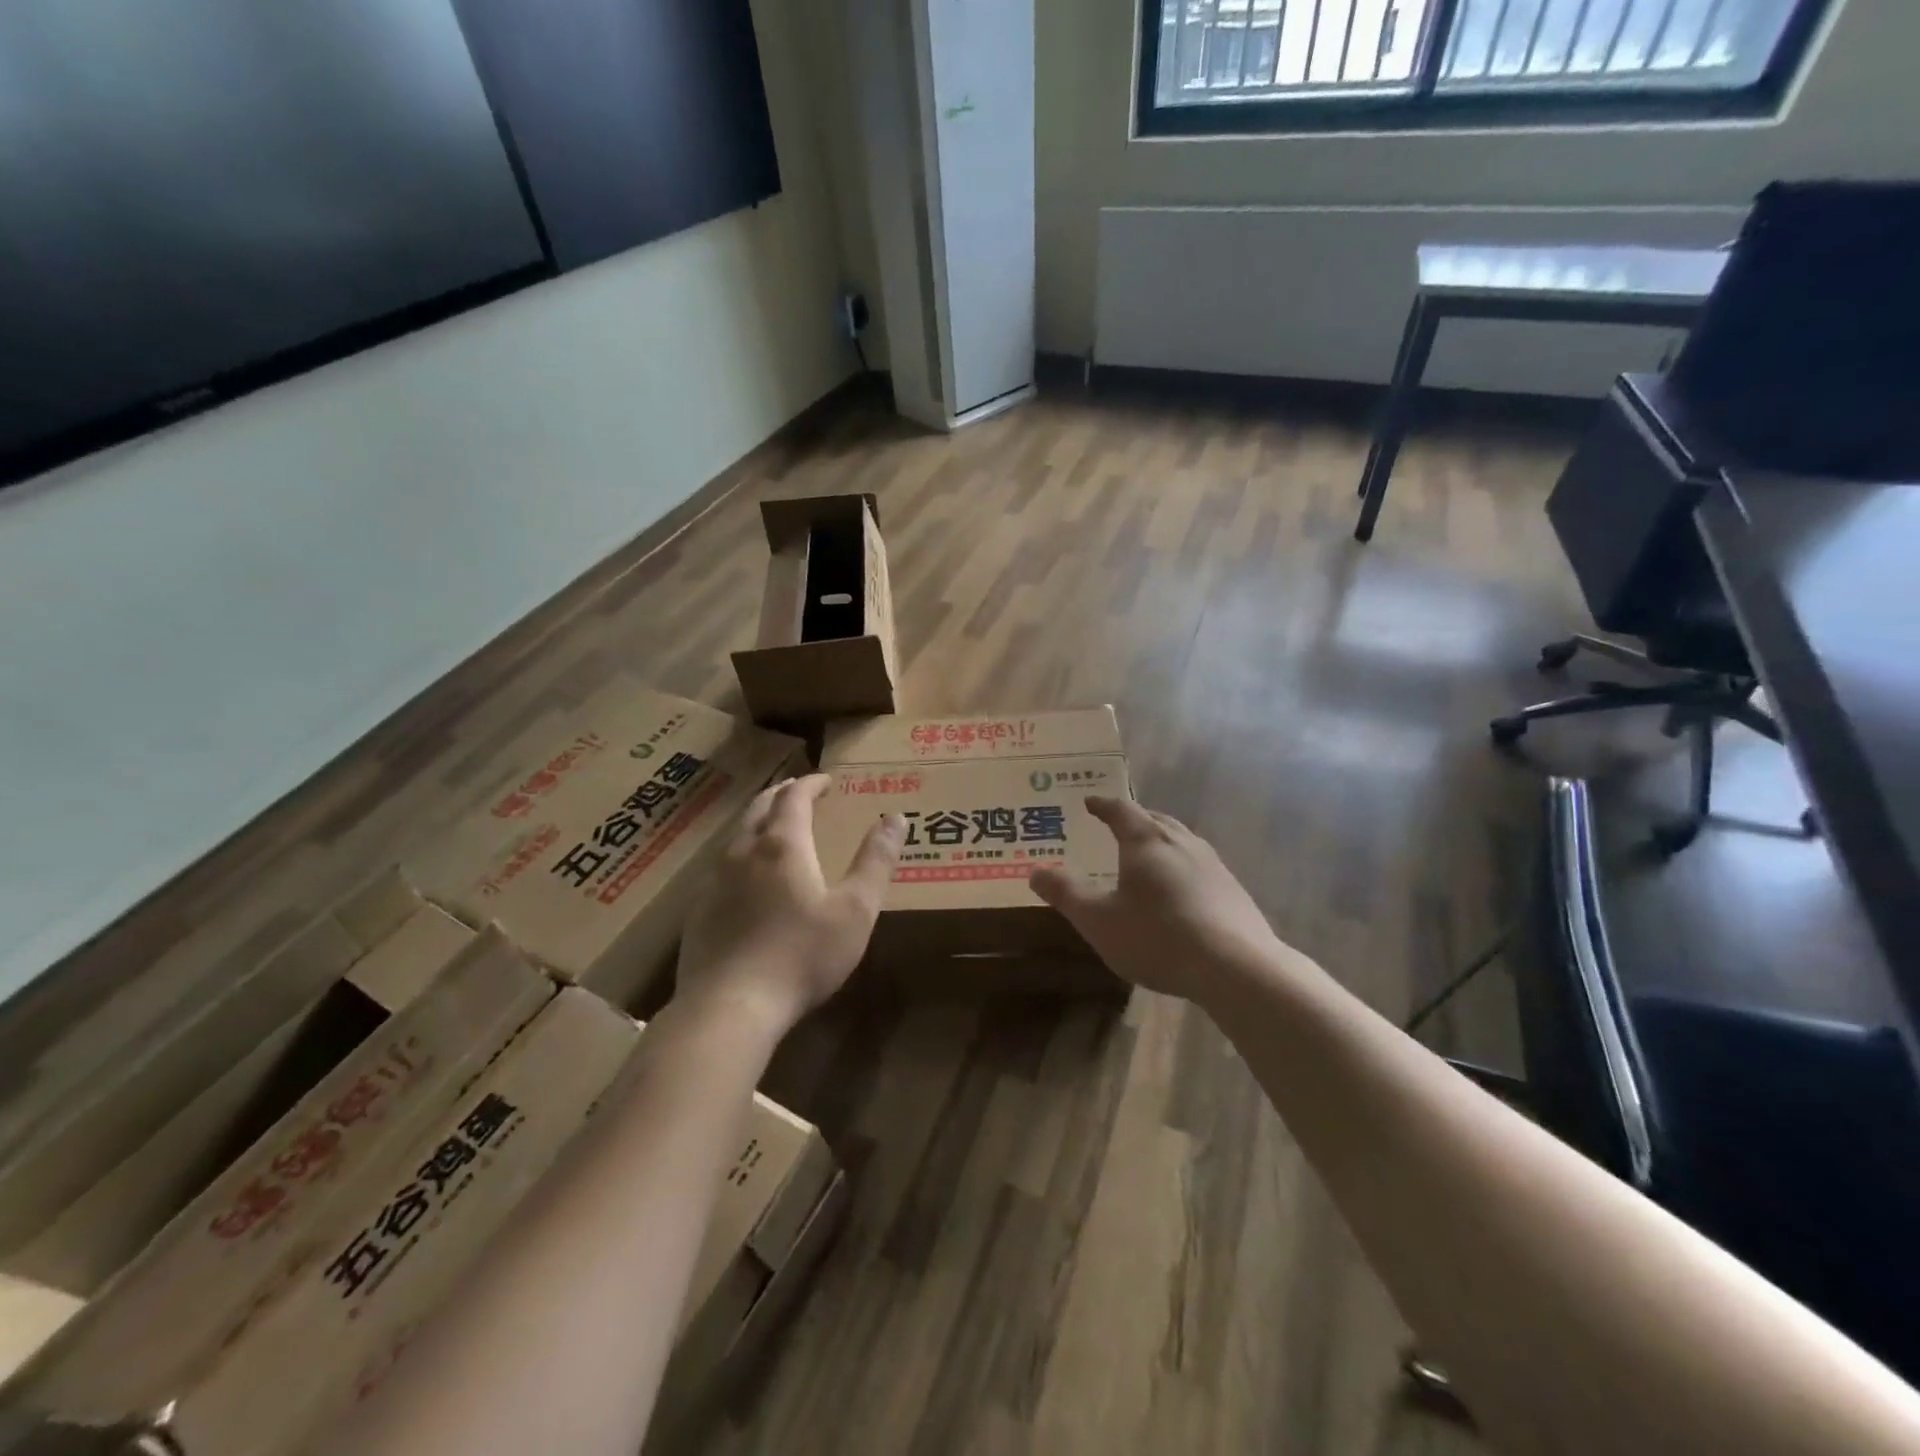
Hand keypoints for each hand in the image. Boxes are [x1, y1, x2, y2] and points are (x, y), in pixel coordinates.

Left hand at [676, 775, 902, 1031]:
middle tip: (798, 792)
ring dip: (758, 824)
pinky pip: (721, 869)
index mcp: (782, 846)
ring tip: (774, 830)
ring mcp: (714, 883)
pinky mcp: (698, 913)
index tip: (826, 780)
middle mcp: (742, 853)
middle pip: (759, 809)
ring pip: (736, 837)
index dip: (811, 784)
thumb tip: (896, 818)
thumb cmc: (801, 956)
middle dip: (780, 795)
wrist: (729, 1009)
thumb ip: (876, 862)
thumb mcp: (855, 911)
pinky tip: (747, 882)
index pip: (794, 797)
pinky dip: (741, 858)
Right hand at [1031, 796, 1280, 1003]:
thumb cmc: (1158, 937)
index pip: (1121, 811)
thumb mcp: (1098, 920)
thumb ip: (1066, 893)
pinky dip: (1181, 865)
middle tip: (1117, 823)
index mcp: (1146, 841)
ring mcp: (1212, 864)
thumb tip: (1035, 871)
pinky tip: (1180, 890)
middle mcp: (1182, 842)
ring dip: (1160, 839)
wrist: (1236, 967)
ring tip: (1147, 853)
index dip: (1103, 805)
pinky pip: (1198, 864)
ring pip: (1181, 840)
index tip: (1090, 802)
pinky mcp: (1232, 890)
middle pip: (1155, 819)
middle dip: (1133, 819)